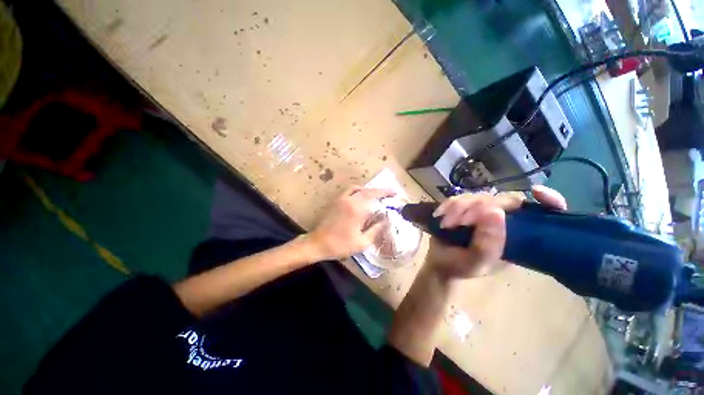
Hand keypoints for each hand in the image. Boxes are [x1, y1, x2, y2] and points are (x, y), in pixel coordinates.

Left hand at [308, 186, 395, 260]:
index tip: (394, 192)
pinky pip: (349, 190)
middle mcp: (349, 200)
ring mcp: (341, 199)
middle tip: (389, 193)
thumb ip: (376, 230)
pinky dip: (358, 190)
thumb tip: (386, 221)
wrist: (318, 243)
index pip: (374, 196)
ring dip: (369, 190)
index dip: (385, 192)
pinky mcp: (336, 201)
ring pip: (359, 189)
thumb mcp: (362, 242)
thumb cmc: (340, 245)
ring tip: (377, 195)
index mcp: (357, 209)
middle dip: (380, 190)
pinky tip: (361, 196)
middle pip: (367, 190)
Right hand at [425, 185, 566, 279]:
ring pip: (478, 196)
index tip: (537, 192)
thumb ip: (487, 244)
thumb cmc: (461, 267)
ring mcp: (482, 212)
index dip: (548, 200)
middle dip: (478, 208)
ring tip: (446, 224)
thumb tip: (495, 212)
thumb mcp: (477, 263)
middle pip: (502, 199)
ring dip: (459, 208)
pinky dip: (449, 205)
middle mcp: (504, 220)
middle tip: (460, 222)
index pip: (543, 214)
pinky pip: (459, 197)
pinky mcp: (464, 207)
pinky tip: (440, 215)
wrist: (439, 262)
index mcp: (517, 236)